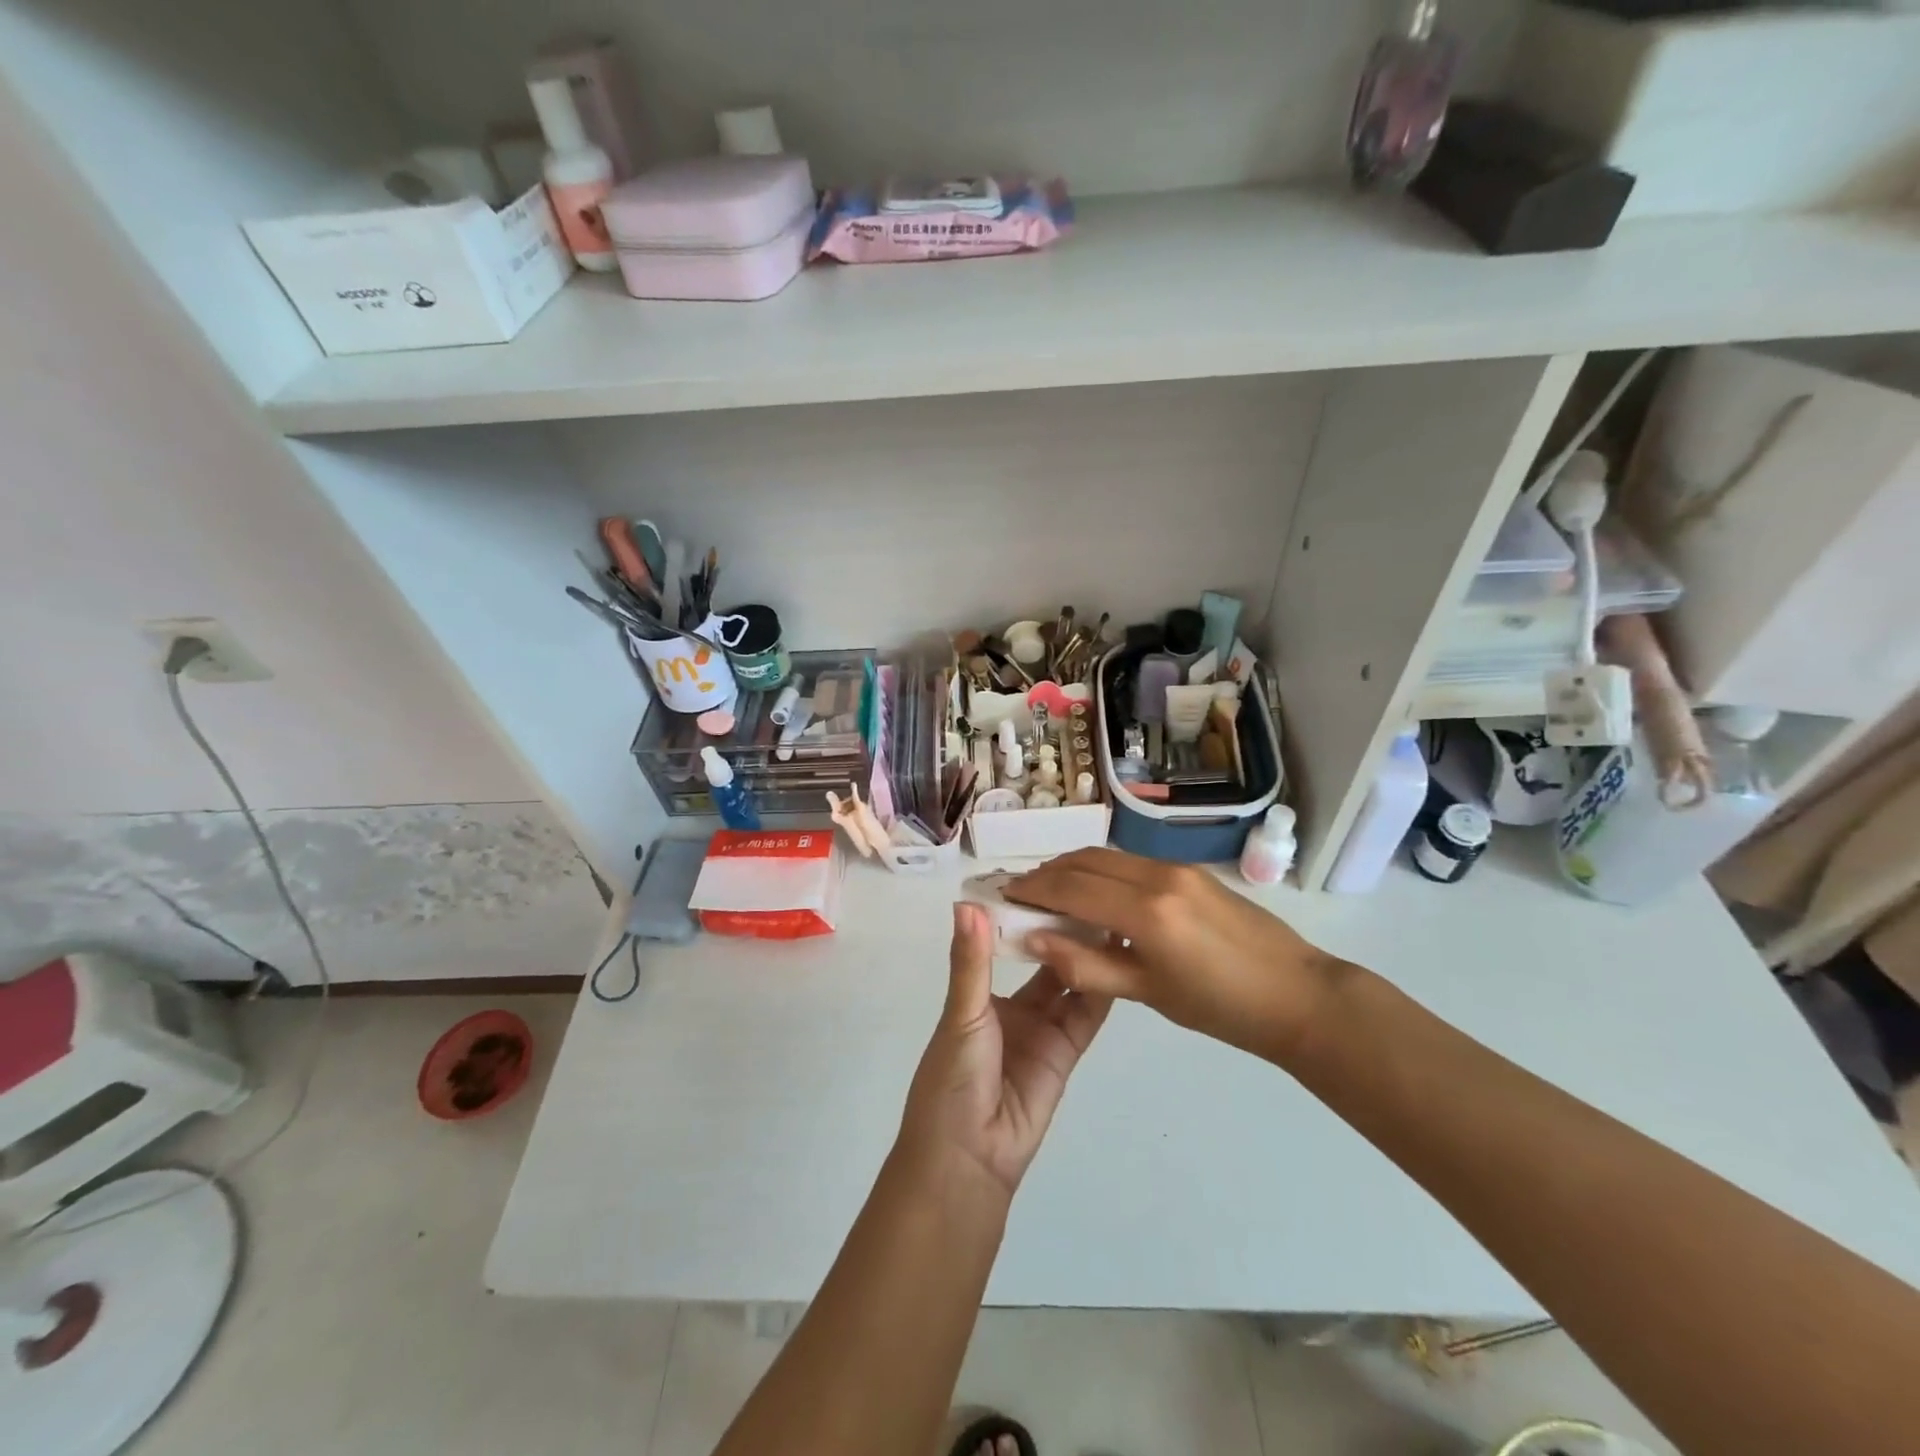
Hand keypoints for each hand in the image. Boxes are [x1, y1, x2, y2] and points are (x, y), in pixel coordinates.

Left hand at [897, 904, 1111, 1197]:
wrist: (970, 1157)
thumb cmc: (953, 1079)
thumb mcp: (961, 1014)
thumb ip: (971, 962)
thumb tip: (966, 902)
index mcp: (981, 995)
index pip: (1008, 946)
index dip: (1027, 918)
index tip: (1050, 881)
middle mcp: (1015, 1009)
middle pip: (1044, 963)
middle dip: (1063, 934)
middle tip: (1091, 894)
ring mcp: (1043, 1031)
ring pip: (1069, 985)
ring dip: (1086, 957)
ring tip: (1111, 918)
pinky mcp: (1066, 1053)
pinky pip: (1086, 1017)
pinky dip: (1100, 990)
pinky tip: (1118, 958)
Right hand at [1009, 848, 1345, 1063]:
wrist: (1298, 995)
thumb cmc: (1222, 1008)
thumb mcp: (1149, 994)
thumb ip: (1087, 966)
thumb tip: (1034, 941)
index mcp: (1146, 913)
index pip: (1071, 889)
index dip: (1033, 890)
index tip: (1004, 896)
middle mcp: (1156, 877)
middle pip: (1084, 862)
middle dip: (1047, 873)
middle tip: (1020, 892)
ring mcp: (1175, 868)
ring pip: (1106, 856)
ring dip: (1072, 867)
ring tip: (1050, 890)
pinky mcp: (1190, 870)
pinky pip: (1130, 862)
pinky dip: (1101, 871)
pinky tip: (1094, 894)